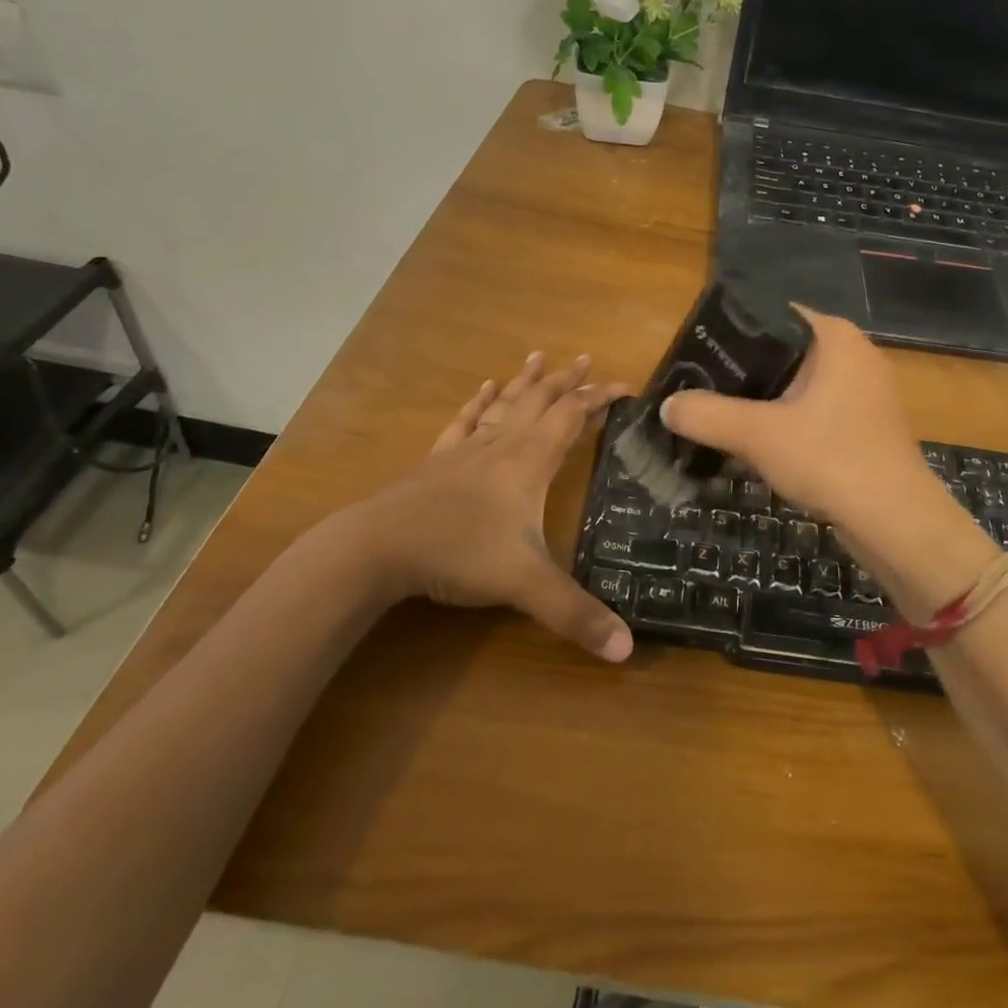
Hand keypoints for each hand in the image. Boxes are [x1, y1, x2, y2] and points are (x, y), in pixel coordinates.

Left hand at [324, 352, 633, 661]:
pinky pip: (464, 422)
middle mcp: (503, 445)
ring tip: (538, 357)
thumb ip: (576, 614)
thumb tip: (628, 650)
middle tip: (586, 357)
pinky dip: (478, 403)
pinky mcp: (438, 461)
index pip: (573, 416)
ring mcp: (467, 450)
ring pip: (504, 404)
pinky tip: (483, 389)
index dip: (600, 398)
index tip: (625, 386)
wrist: (379, 547)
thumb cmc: (459, 553)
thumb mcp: (525, 585)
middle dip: (567, 380)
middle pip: (540, 400)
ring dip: (526, 381)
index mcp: (531, 461)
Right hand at [659, 310, 962, 562]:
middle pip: (781, 352)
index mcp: (834, 337)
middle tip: (697, 389)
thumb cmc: (831, 458)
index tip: (695, 354)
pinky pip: (812, 413)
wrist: (897, 523)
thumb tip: (667, 406)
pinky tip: (752, 447)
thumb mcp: (759, 435)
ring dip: (760, 404)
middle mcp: (852, 355)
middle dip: (740, 373)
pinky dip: (784, 425)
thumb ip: (708, 415)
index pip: (772, 315)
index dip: (731, 332)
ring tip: (715, 418)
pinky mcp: (864, 426)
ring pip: (796, 387)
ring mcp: (863, 392)